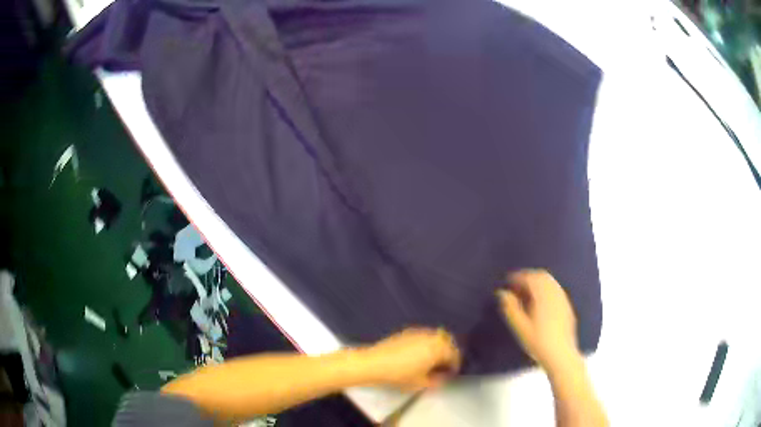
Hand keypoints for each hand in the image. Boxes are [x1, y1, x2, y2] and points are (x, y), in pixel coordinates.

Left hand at [360, 328, 460, 390]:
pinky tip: (418, 354)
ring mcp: (419, 332)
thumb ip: (436, 381)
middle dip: (448, 353)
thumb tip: (442, 378)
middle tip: (444, 366)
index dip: (455, 366)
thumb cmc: (399, 374)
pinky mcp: (407, 332)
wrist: (374, 363)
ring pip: (436, 337)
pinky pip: (424, 336)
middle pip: (447, 342)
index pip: (455, 355)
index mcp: (438, 349)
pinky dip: (426, 343)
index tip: (451, 374)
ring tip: (432, 360)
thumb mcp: (421, 383)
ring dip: (438, 347)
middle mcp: (431, 337)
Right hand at [498, 269, 580, 372]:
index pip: (530, 278)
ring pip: (550, 282)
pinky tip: (540, 304)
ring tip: (526, 295)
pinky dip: (545, 290)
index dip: (517, 277)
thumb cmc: (538, 342)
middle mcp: (555, 292)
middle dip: (528, 278)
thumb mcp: (520, 327)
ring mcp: (563, 299)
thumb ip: (510, 308)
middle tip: (516, 287)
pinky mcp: (567, 307)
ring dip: (537, 283)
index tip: (507, 282)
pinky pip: (555, 290)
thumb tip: (502, 293)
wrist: (561, 355)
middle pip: (542, 276)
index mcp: (543, 295)